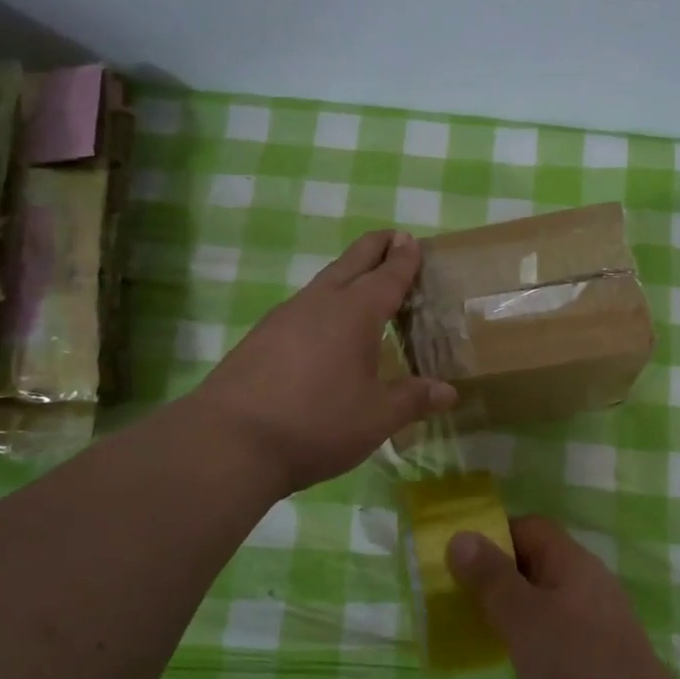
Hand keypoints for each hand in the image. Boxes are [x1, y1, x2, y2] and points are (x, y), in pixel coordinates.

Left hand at [197, 230, 455, 495]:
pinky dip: (322, 303)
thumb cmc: (318, 423)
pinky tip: (322, 326)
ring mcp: (283, 318)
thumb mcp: (377, 417)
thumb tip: (449, 392)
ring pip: (322, 283)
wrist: (231, 441)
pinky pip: (301, 308)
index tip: (411, 240)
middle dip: (374, 247)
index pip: (387, 276)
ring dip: (346, 274)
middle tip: (392, 237)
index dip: (403, 259)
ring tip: (361, 282)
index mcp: (355, 314)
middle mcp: (319, 304)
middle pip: (351, 263)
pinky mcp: (259, 338)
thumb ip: (413, 399)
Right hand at [447, 517, 679, 678]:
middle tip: (458, 596)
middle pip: (536, 560)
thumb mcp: (522, 616)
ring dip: (512, 606)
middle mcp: (587, 581)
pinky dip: (531, 635)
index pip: (529, 527)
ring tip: (477, 626)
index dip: (493, 535)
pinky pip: (556, 628)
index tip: (458, 560)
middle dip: (497, 573)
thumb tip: (461, 535)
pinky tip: (514, 657)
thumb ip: (490, 576)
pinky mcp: (598, 652)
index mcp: (572, 561)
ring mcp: (596, 618)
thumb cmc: (574, 664)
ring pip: (545, 597)